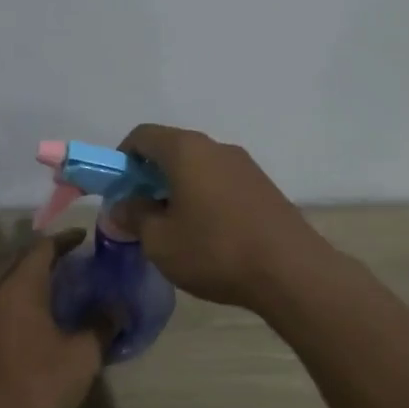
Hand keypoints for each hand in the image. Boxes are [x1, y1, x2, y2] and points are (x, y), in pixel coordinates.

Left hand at [0, 231, 105, 407]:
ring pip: (6, 283)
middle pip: (18, 260)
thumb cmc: (38, 382)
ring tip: (57, 287)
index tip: (85, 237)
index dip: (65, 239)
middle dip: (44, 255)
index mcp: (20, 286)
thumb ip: (102, 325)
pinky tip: (37, 318)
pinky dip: (19, 299)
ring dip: (29, 277)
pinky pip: (0, 304)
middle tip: (72, 259)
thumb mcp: (82, 355)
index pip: (42, 247)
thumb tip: (117, 307)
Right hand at [115, 124, 327, 309]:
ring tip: (173, 229)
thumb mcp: (160, 241)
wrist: (291, 271)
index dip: (121, 159)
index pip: (142, 136)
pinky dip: (203, 198)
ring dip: (177, 189)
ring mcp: (244, 166)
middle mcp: (216, 148)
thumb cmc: (214, 250)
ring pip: (198, 168)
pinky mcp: (263, 187)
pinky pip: (220, 182)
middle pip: (171, 150)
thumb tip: (122, 207)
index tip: (117, 190)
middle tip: (140, 214)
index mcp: (186, 150)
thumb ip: (135, 217)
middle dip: (148, 177)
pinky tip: (206, 234)